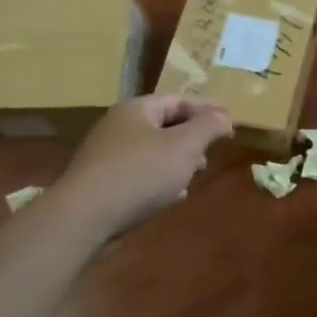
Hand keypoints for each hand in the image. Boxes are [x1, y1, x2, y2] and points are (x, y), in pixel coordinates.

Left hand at [60, 94, 232, 232]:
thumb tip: (224, 117)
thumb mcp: (185, 145)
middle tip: (214, 148)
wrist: (84, 217)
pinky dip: (161, 179)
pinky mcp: (103, 183)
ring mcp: (108, 156)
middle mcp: (119, 127)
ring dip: (179, 160)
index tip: (231, 120)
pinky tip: (174, 195)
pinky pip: (141, 173)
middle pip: (166, 124)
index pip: (180, 100)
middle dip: (194, 136)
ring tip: (197, 173)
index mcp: (137, 110)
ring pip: (154, 151)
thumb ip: (209, 127)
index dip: (208, 108)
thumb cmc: (140, 172)